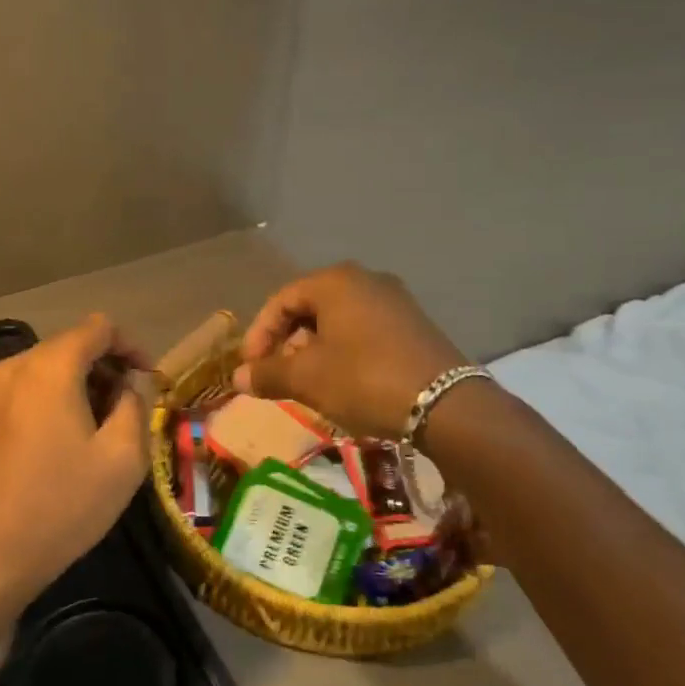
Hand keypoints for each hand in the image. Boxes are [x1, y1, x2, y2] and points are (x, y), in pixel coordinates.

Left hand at [0, 315, 151, 606]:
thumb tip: (132, 385)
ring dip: (88, 384)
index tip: (151, 380)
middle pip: (75, 344)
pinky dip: (63, 398)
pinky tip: (78, 438)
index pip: (101, 328)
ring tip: (111, 427)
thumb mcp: (122, 455)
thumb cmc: (64, 501)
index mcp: (53, 365)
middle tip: (136, 408)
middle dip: (110, 368)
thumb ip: (136, 405)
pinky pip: (36, 388)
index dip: (132, 346)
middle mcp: (20, 365)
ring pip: (55, 367)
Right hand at [233, 263, 466, 438]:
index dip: (259, 335)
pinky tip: (344, 384)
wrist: (446, 405)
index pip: (281, 300)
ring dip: (315, 351)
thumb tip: (238, 378)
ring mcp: (395, 301)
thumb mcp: (308, 379)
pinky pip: (364, 331)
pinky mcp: (414, 325)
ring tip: (309, 384)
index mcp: (335, 282)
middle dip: (288, 343)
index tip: (251, 368)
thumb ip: (268, 373)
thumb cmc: (364, 380)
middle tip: (279, 376)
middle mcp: (366, 280)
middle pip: (310, 308)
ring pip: (338, 321)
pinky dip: (344, 353)